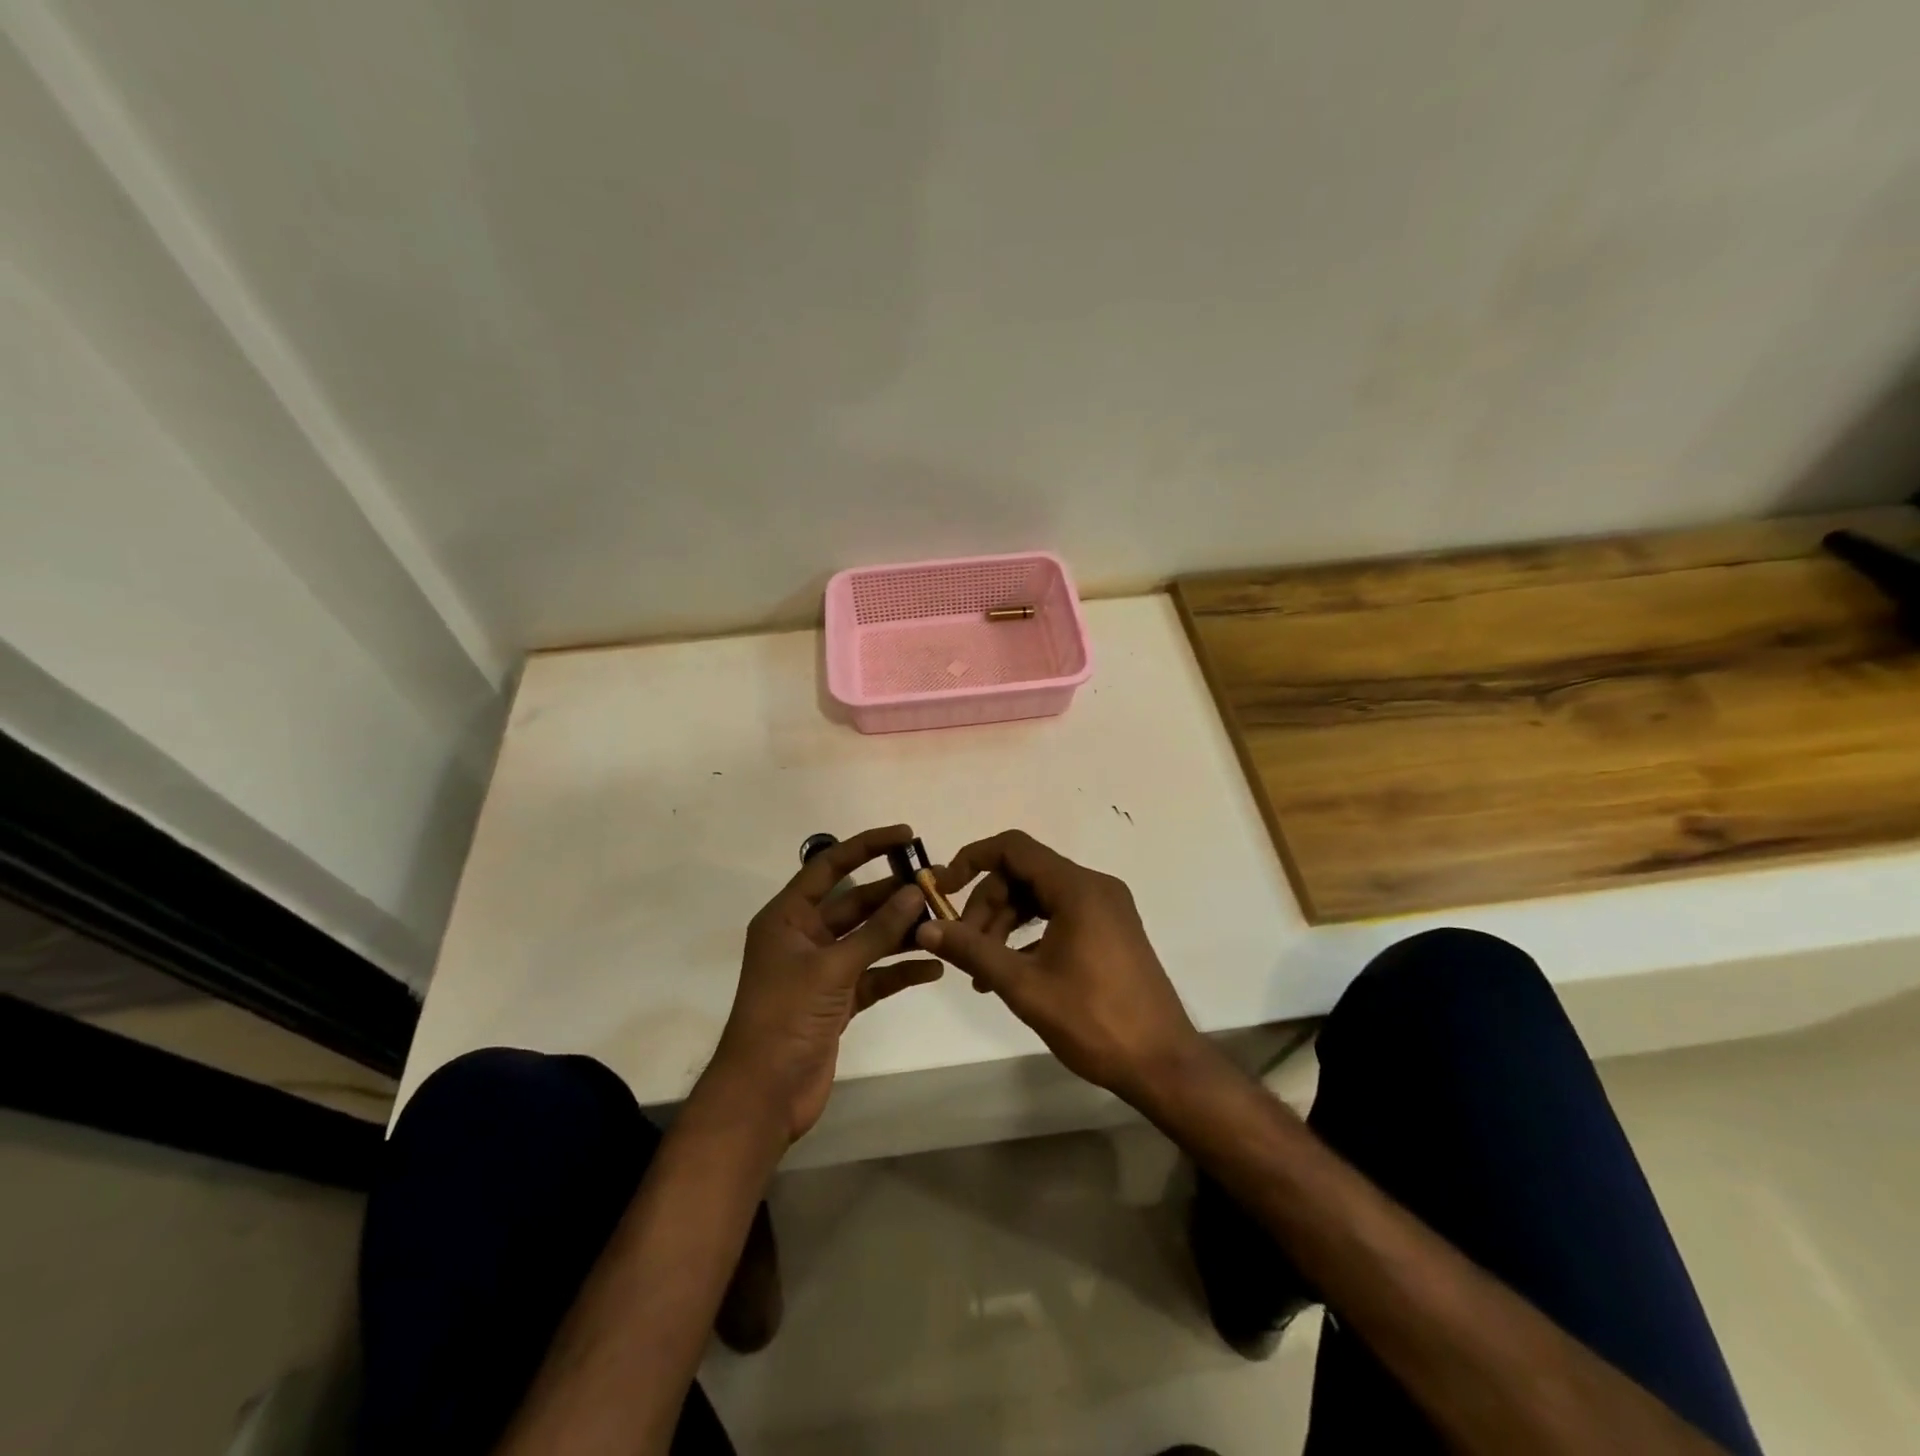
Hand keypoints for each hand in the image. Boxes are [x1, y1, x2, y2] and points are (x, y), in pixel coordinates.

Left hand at [704, 825, 942, 1143]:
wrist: (763, 1095)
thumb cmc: (785, 1018)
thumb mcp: (832, 968)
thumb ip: (876, 931)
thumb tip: (915, 892)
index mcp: (788, 918)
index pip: (829, 866)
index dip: (867, 846)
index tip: (907, 834)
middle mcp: (805, 937)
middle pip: (856, 903)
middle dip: (895, 894)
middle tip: (938, 884)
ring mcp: (822, 970)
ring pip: (869, 939)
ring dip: (903, 932)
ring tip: (944, 923)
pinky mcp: (838, 1000)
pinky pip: (875, 975)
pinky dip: (900, 970)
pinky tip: (933, 968)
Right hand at [917, 830, 1209, 1104]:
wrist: (1163, 1064)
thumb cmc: (1094, 1021)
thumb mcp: (1024, 986)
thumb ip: (972, 950)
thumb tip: (925, 927)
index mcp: (1078, 888)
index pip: (1013, 848)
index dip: (972, 860)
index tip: (942, 889)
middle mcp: (1095, 886)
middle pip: (1024, 873)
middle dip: (987, 905)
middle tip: (965, 949)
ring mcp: (1107, 908)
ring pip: (1040, 896)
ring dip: (1005, 923)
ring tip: (982, 970)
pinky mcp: (1111, 929)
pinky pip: (1060, 913)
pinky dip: (1031, 933)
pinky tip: (1014, 971)